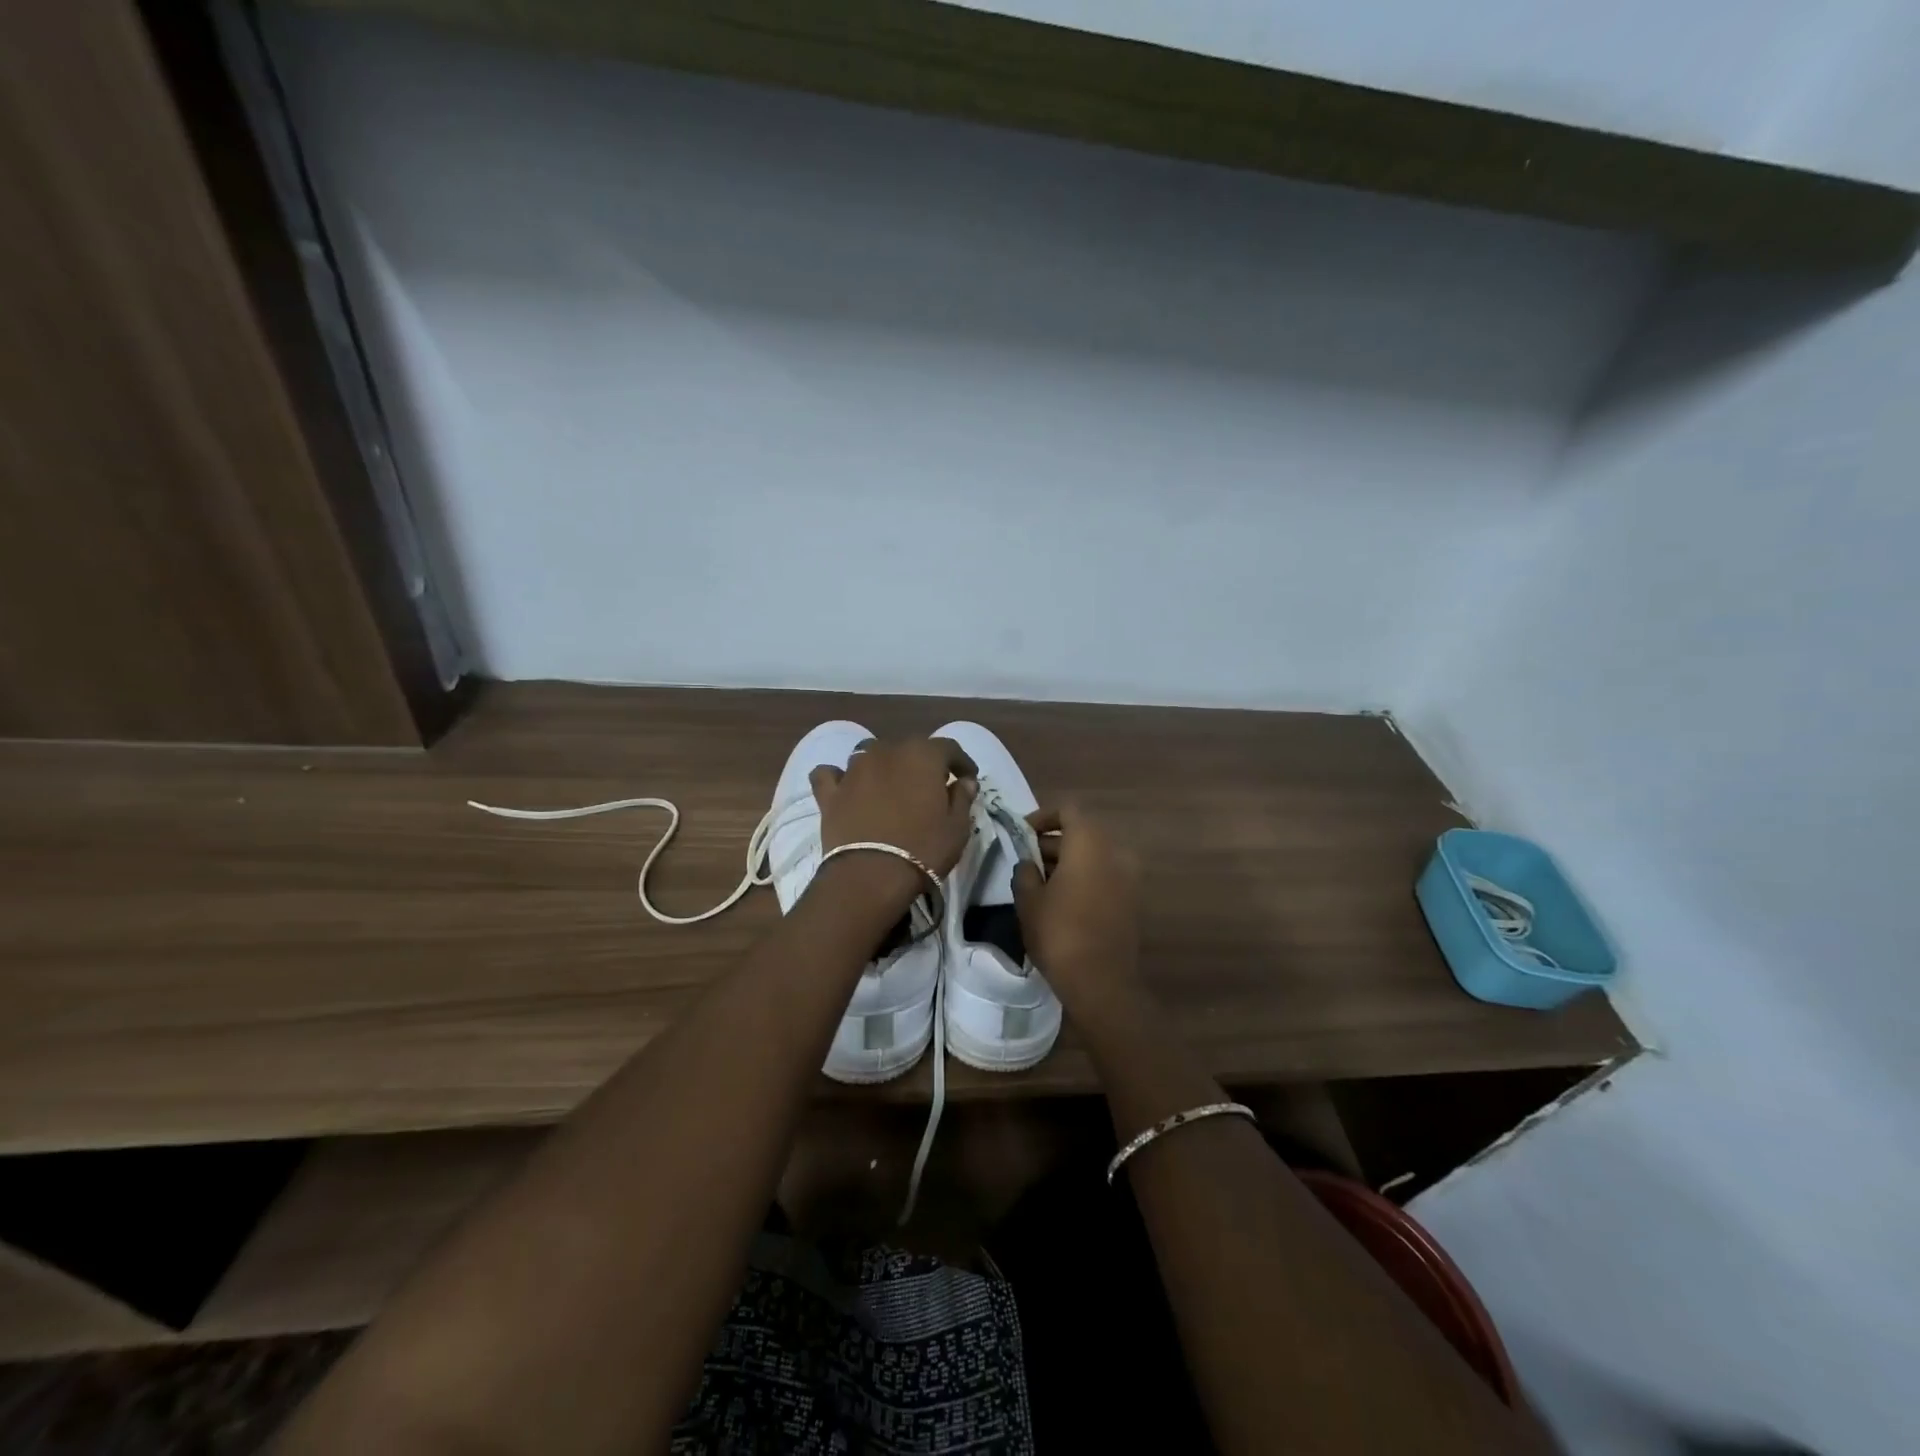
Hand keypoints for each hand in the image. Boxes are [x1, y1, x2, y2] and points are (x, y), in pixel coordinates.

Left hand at [809, 737, 977, 908]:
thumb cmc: (923, 849)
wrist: (870, 876)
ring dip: (884, 766)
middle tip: (931, 786)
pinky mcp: (830, 792)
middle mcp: (887, 752)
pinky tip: (845, 787)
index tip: (968, 778)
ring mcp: (854, 770)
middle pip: (909, 748)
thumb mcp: (957, 827)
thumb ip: (962, 798)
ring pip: (871, 754)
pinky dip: (839, 777)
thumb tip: (964, 781)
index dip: (961, 762)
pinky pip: (831, 774)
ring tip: (891, 787)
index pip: (949, 748)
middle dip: (923, 763)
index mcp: (922, 755)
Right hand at [1011, 804, 1141, 1013]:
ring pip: (1094, 855)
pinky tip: (1062, 900)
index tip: (1022, 835)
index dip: (1042, 817)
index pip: (1067, 810)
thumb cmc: (1059, 932)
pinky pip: (1105, 875)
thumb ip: (1025, 872)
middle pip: (1082, 832)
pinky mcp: (1133, 899)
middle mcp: (1115, 851)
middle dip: (1053, 842)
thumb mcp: (1028, 900)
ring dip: (1068, 861)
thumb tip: (1029, 863)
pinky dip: (1085, 877)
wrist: (1101, 982)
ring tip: (1040, 883)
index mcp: (1090, 842)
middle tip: (1027, 861)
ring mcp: (1129, 876)